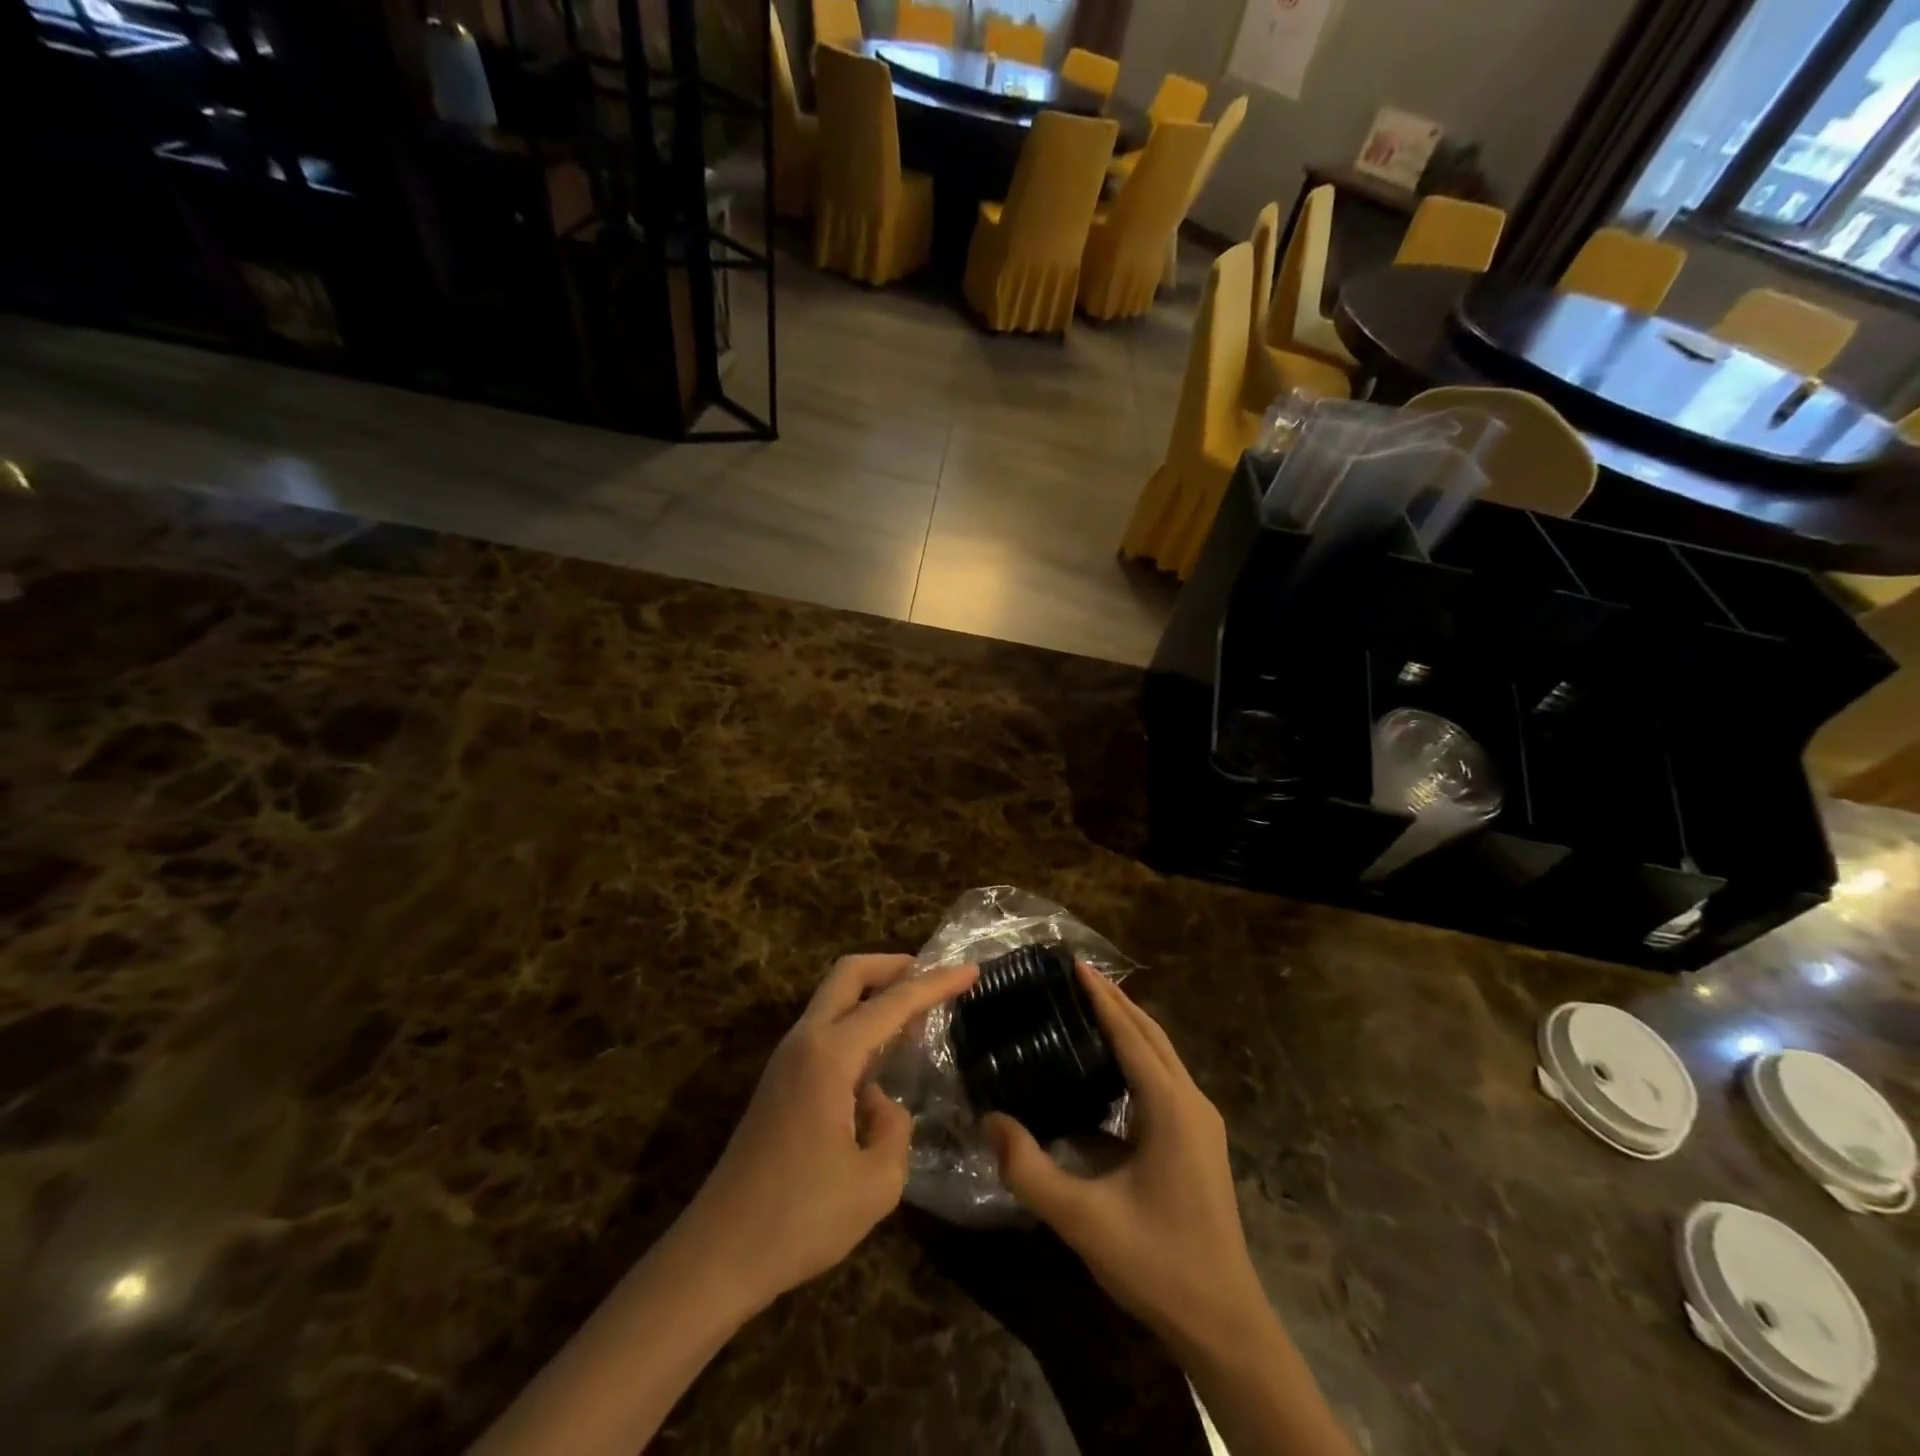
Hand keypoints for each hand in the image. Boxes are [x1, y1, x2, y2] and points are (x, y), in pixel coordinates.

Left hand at [681, 954, 976, 1312]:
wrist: (717, 1255)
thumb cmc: (800, 1219)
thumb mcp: (876, 1183)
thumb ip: (895, 1129)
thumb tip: (881, 1105)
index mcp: (829, 1055)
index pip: (893, 1003)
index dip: (936, 983)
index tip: (971, 970)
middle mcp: (805, 1042)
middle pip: (848, 974)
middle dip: (894, 965)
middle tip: (933, 976)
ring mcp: (786, 1060)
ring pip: (833, 999)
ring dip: (874, 994)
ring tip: (915, 1013)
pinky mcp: (779, 1083)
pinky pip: (825, 1029)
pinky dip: (858, 1022)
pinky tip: (881, 1056)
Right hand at [984, 964, 1266, 1348]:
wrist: (1224, 1324)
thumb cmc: (1157, 1264)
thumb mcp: (1083, 1220)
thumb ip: (1030, 1170)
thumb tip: (990, 1120)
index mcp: (1170, 1107)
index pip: (1131, 1033)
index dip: (1101, 996)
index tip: (1073, 963)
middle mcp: (1191, 1102)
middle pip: (1151, 1034)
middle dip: (1115, 1000)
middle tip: (1075, 974)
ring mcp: (1201, 1122)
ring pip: (1162, 1054)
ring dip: (1129, 1025)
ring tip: (1088, 1006)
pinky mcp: (1199, 1141)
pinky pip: (1164, 1079)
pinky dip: (1137, 1056)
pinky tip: (1109, 1068)